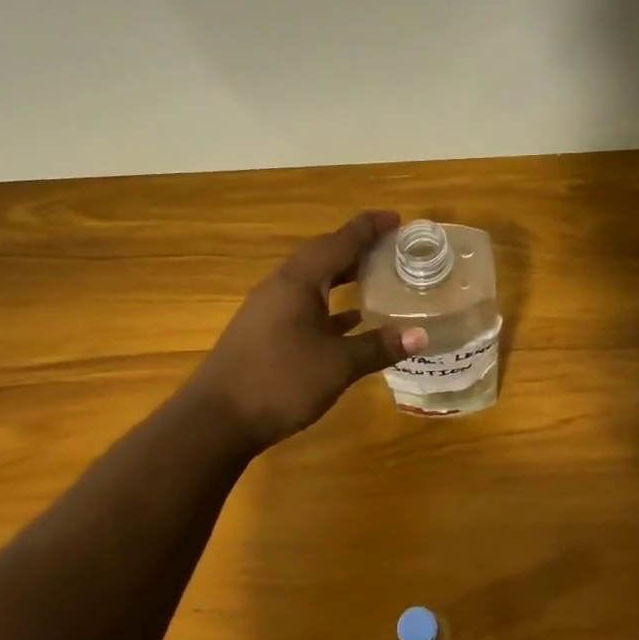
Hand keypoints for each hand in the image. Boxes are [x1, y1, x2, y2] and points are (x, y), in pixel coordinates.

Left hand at [189, 211, 427, 451]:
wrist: (217, 419)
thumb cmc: (280, 382)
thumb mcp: (337, 365)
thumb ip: (378, 347)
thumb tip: (421, 335)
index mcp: (297, 282)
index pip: (338, 242)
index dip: (368, 228)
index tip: (396, 219)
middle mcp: (280, 287)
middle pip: (322, 256)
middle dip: (356, 249)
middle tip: (391, 249)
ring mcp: (268, 310)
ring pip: (312, 282)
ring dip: (342, 277)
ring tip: (376, 278)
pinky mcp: (264, 333)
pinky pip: (303, 305)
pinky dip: (329, 306)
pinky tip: (350, 321)